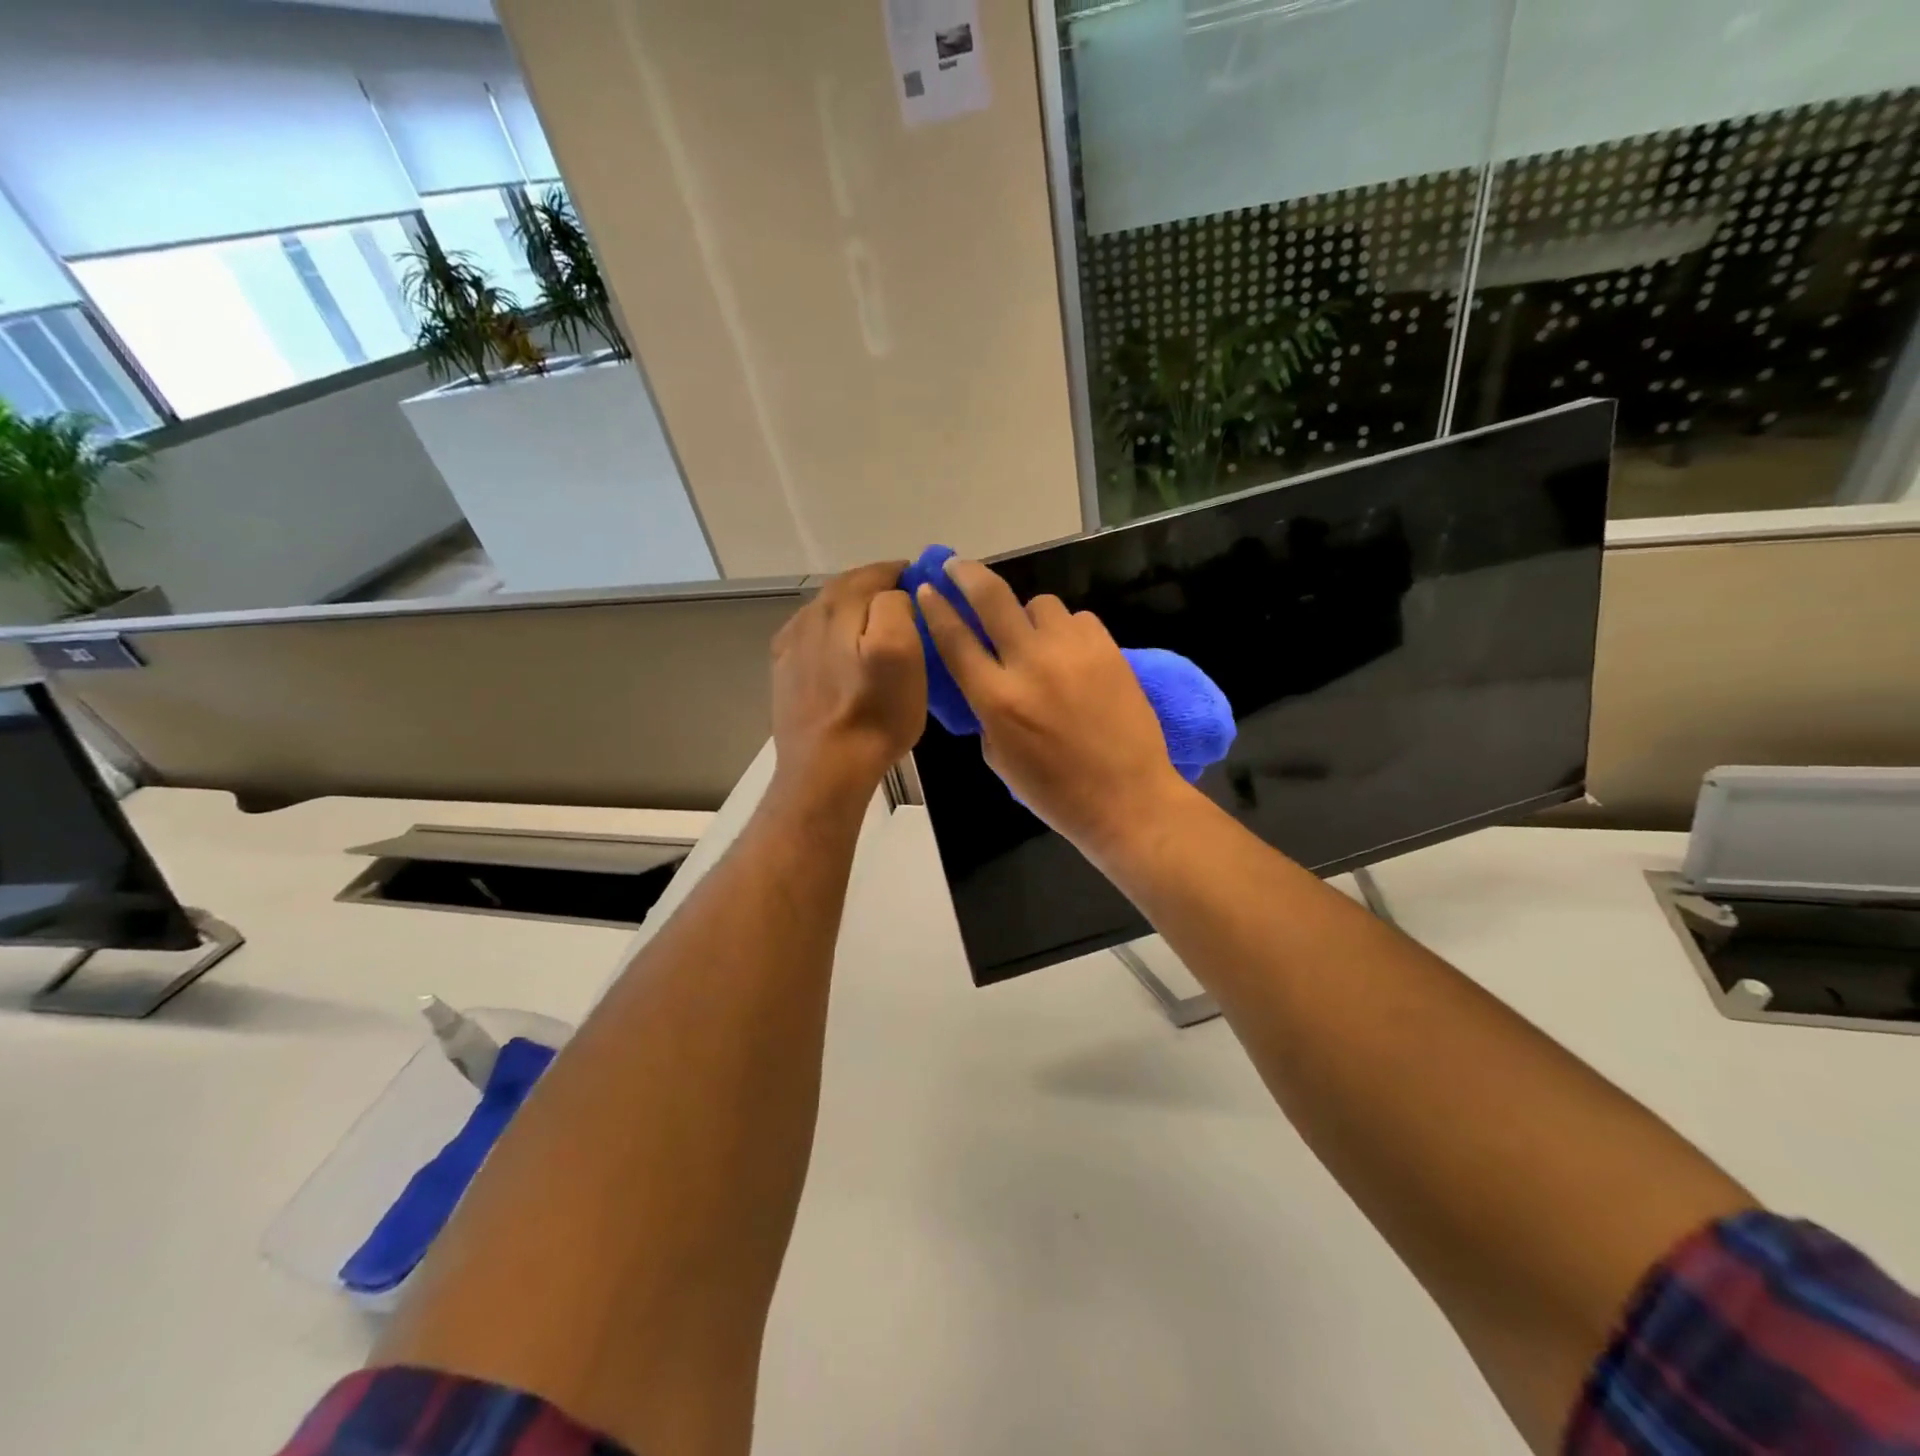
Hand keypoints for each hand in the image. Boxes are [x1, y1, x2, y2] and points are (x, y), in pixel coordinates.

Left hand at [769, 561, 926, 804]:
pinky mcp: (785, 673)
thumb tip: (893, 595)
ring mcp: (791, 646)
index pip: (875, 573)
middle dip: (876, 588)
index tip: (925, 581)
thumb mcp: (902, 653)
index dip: (902, 573)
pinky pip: (812, 638)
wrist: (826, 769)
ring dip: (853, 610)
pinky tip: (843, 650)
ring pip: (827, 612)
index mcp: (838, 607)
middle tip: (907, 601)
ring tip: (879, 625)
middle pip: (847, 589)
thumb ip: (896, 607)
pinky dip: (832, 633)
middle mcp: (808, 617)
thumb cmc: (874, 713)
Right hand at [915, 558, 1191, 855]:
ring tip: (1033, 636)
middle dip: (968, 574)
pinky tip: (1070, 654)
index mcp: (996, 698)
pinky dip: (1066, 630)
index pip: (955, 638)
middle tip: (958, 565)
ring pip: (1040, 604)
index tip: (927, 588)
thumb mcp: (1000, 758)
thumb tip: (985, 678)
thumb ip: (986, 711)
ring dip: (1028, 614)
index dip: (936, 608)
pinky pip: (1077, 619)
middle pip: (992, 598)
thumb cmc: (1055, 792)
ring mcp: (1073, 652)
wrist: (1127, 798)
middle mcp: (1030, 664)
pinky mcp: (1108, 649)